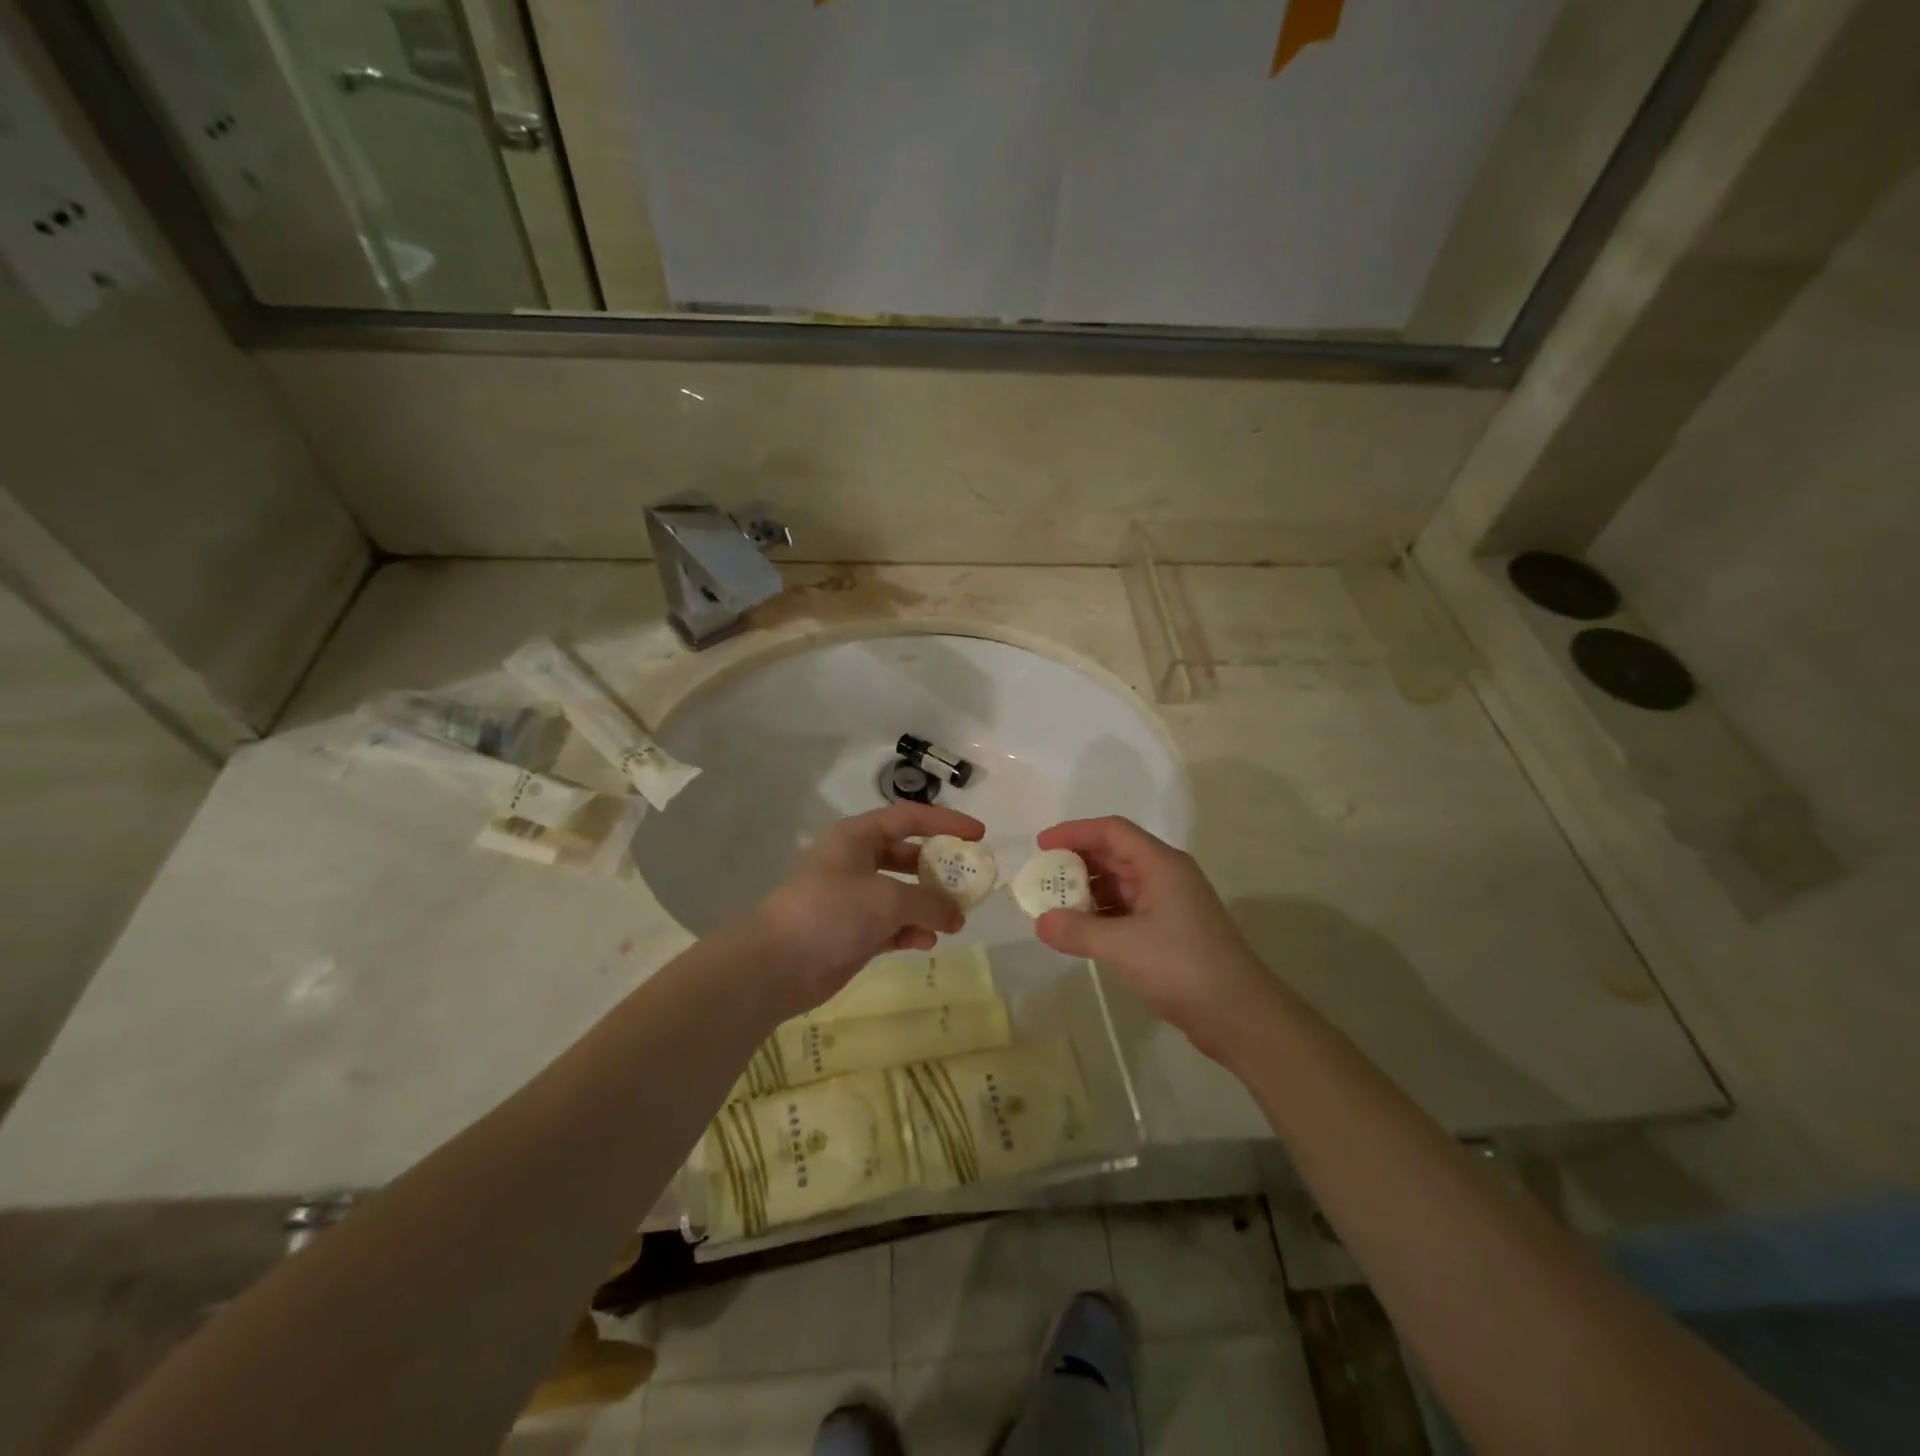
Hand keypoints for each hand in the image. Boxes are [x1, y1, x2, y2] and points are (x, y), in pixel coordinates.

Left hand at [750, 803, 985, 1015]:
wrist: (777, 965)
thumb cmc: (831, 912)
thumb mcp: (886, 899)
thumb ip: (929, 902)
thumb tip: (956, 914)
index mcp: (857, 837)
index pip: (909, 818)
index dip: (946, 822)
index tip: (979, 834)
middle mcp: (856, 861)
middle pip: (908, 856)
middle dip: (939, 870)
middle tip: (970, 883)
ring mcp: (853, 898)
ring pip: (902, 893)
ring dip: (928, 906)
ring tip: (954, 922)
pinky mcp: (853, 931)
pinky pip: (892, 924)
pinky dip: (911, 931)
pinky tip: (926, 943)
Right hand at [1033, 816, 1270, 1055]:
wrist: (1239, 1015)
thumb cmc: (1183, 966)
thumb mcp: (1124, 946)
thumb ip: (1078, 931)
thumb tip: (1041, 922)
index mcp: (1161, 864)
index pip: (1112, 831)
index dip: (1074, 832)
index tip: (1040, 845)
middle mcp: (1166, 876)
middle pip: (1115, 854)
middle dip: (1076, 863)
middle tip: (1041, 878)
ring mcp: (1169, 904)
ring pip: (1120, 884)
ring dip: (1087, 891)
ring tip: (1053, 906)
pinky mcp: (1169, 931)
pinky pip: (1126, 910)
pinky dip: (1101, 915)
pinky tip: (1079, 931)